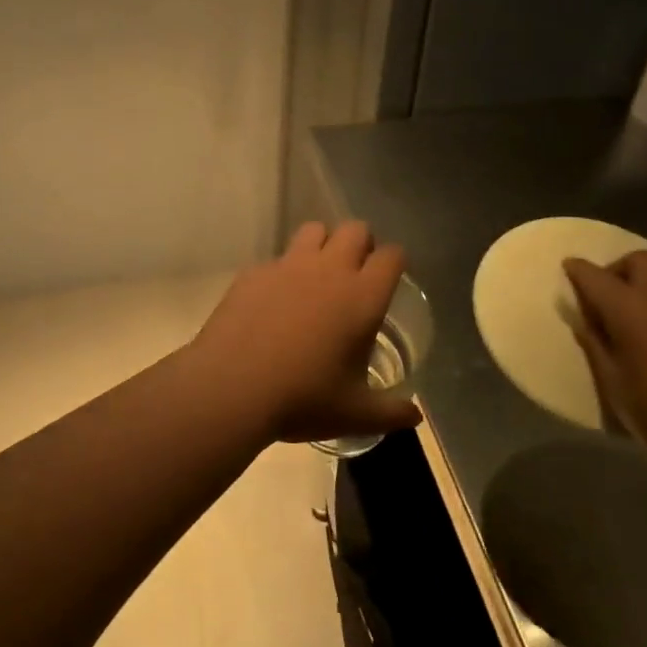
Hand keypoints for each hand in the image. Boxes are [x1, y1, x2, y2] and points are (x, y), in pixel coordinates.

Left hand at [190, 222, 420, 444]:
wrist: (231, 385)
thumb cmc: (303, 398)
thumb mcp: (354, 414)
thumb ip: (390, 413)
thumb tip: (414, 417)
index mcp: (362, 297)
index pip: (391, 256)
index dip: (394, 262)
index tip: (390, 278)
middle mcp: (329, 270)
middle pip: (355, 229)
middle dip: (361, 244)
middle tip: (355, 274)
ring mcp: (288, 265)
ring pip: (314, 230)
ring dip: (322, 244)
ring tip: (316, 277)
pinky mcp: (254, 272)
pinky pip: (276, 258)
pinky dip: (282, 272)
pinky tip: (273, 301)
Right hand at [563, 251, 646, 470]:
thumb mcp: (612, 382)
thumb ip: (594, 343)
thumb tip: (583, 320)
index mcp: (629, 309)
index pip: (595, 276)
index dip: (577, 270)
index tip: (568, 269)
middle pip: (638, 260)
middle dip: (618, 269)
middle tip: (608, 294)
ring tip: (639, 306)